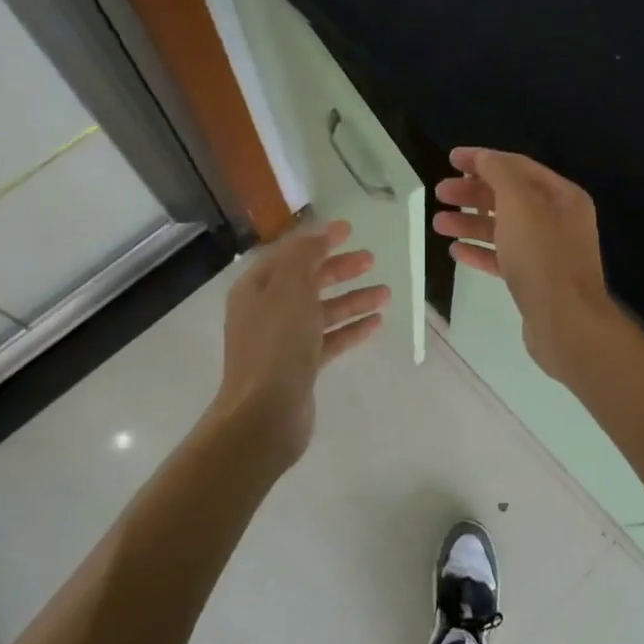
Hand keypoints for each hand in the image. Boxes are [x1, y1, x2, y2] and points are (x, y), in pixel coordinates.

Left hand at [212, 220, 387, 468]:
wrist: (265, 413)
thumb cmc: (276, 343)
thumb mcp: (290, 287)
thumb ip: (304, 256)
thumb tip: (319, 237)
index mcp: (257, 287)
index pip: (289, 253)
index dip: (318, 239)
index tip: (349, 229)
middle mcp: (267, 310)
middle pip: (307, 281)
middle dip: (339, 269)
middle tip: (371, 259)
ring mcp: (283, 340)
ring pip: (322, 311)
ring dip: (353, 299)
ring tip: (386, 293)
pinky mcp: (300, 366)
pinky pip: (329, 339)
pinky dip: (351, 329)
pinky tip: (376, 322)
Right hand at [434, 148, 617, 381]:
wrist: (565, 322)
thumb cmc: (542, 256)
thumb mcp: (519, 204)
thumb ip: (499, 174)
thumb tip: (482, 157)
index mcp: (562, 196)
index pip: (517, 167)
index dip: (483, 160)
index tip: (450, 159)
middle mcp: (558, 220)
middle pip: (509, 197)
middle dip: (472, 193)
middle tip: (439, 193)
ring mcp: (547, 252)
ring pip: (503, 229)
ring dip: (470, 223)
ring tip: (438, 224)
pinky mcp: (535, 280)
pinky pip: (504, 258)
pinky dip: (480, 251)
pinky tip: (456, 251)